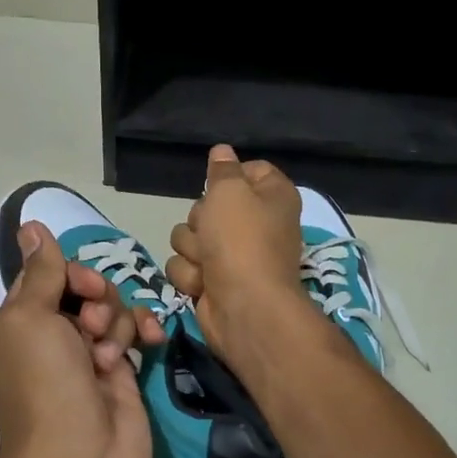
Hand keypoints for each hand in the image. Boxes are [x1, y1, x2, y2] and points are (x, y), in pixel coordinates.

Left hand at [0, 223, 162, 457]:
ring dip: (115, 322)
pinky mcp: (120, 375)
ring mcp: (86, 359)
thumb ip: (41, 272)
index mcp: (15, 327)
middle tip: (92, 325)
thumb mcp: (30, 319)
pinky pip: (132, 335)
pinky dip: (141, 331)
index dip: (67, 273)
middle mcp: (48, 340)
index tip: (81, 287)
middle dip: (96, 298)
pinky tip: (152, 339)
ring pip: (110, 310)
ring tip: (110, 356)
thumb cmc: (45, 385)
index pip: (44, 277)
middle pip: (81, 290)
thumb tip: (30, 226)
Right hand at [164, 144, 308, 363]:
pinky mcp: (212, 282)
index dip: (228, 176)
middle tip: (212, 233)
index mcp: (271, 197)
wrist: (245, 307)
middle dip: (200, 220)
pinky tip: (204, 285)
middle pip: (207, 205)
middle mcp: (254, 224)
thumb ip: (223, 170)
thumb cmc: (241, 241)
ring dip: (192, 250)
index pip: (248, 170)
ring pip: (188, 236)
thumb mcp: (230, 191)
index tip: (219, 185)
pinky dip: (191, 276)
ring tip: (208, 264)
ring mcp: (232, 256)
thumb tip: (222, 151)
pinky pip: (185, 266)